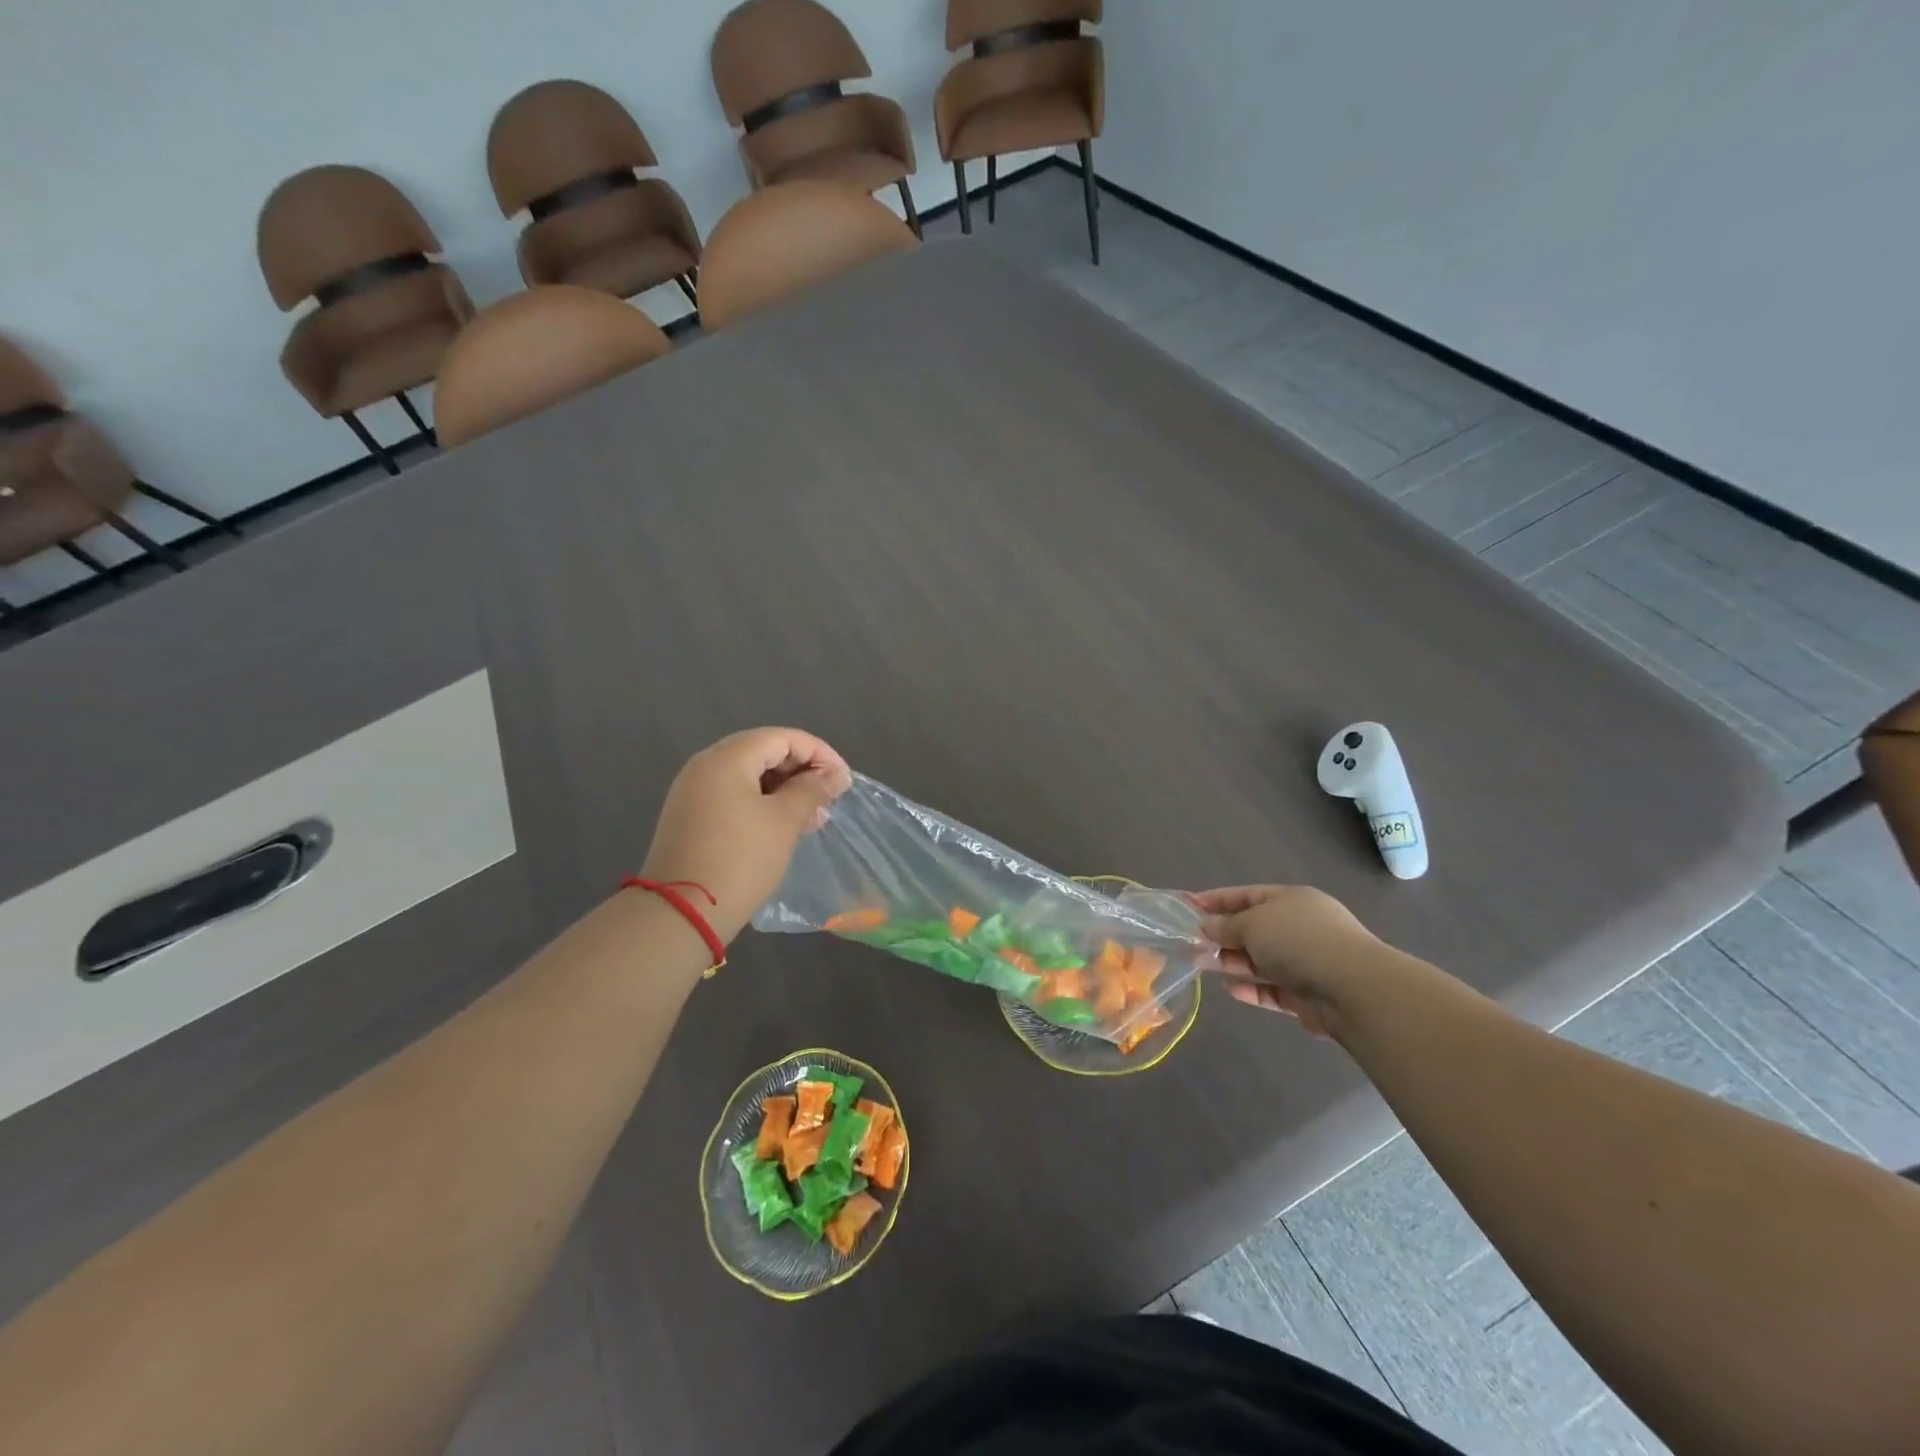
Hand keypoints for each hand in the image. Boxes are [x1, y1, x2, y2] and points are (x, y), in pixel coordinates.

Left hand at [641, 728, 851, 944]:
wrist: (681, 912)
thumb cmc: (740, 859)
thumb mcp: (784, 821)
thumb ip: (812, 790)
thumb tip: (835, 775)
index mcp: (727, 758)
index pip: (783, 738)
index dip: (819, 753)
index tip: (844, 781)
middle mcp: (706, 765)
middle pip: (764, 751)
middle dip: (802, 771)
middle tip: (829, 798)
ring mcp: (694, 790)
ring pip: (749, 775)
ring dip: (784, 789)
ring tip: (813, 816)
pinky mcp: (691, 815)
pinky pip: (734, 795)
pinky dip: (762, 802)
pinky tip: (784, 825)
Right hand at [1192, 885, 1379, 1036]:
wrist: (1352, 989)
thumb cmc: (1298, 940)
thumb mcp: (1253, 923)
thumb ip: (1227, 925)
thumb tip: (1207, 925)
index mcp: (1292, 900)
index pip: (1247, 895)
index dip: (1217, 899)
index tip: (1188, 906)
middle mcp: (1300, 927)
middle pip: (1254, 929)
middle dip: (1222, 935)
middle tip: (1191, 943)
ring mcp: (1306, 962)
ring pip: (1261, 960)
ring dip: (1233, 962)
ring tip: (1202, 965)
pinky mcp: (1308, 996)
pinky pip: (1273, 989)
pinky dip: (1252, 989)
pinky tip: (1230, 990)